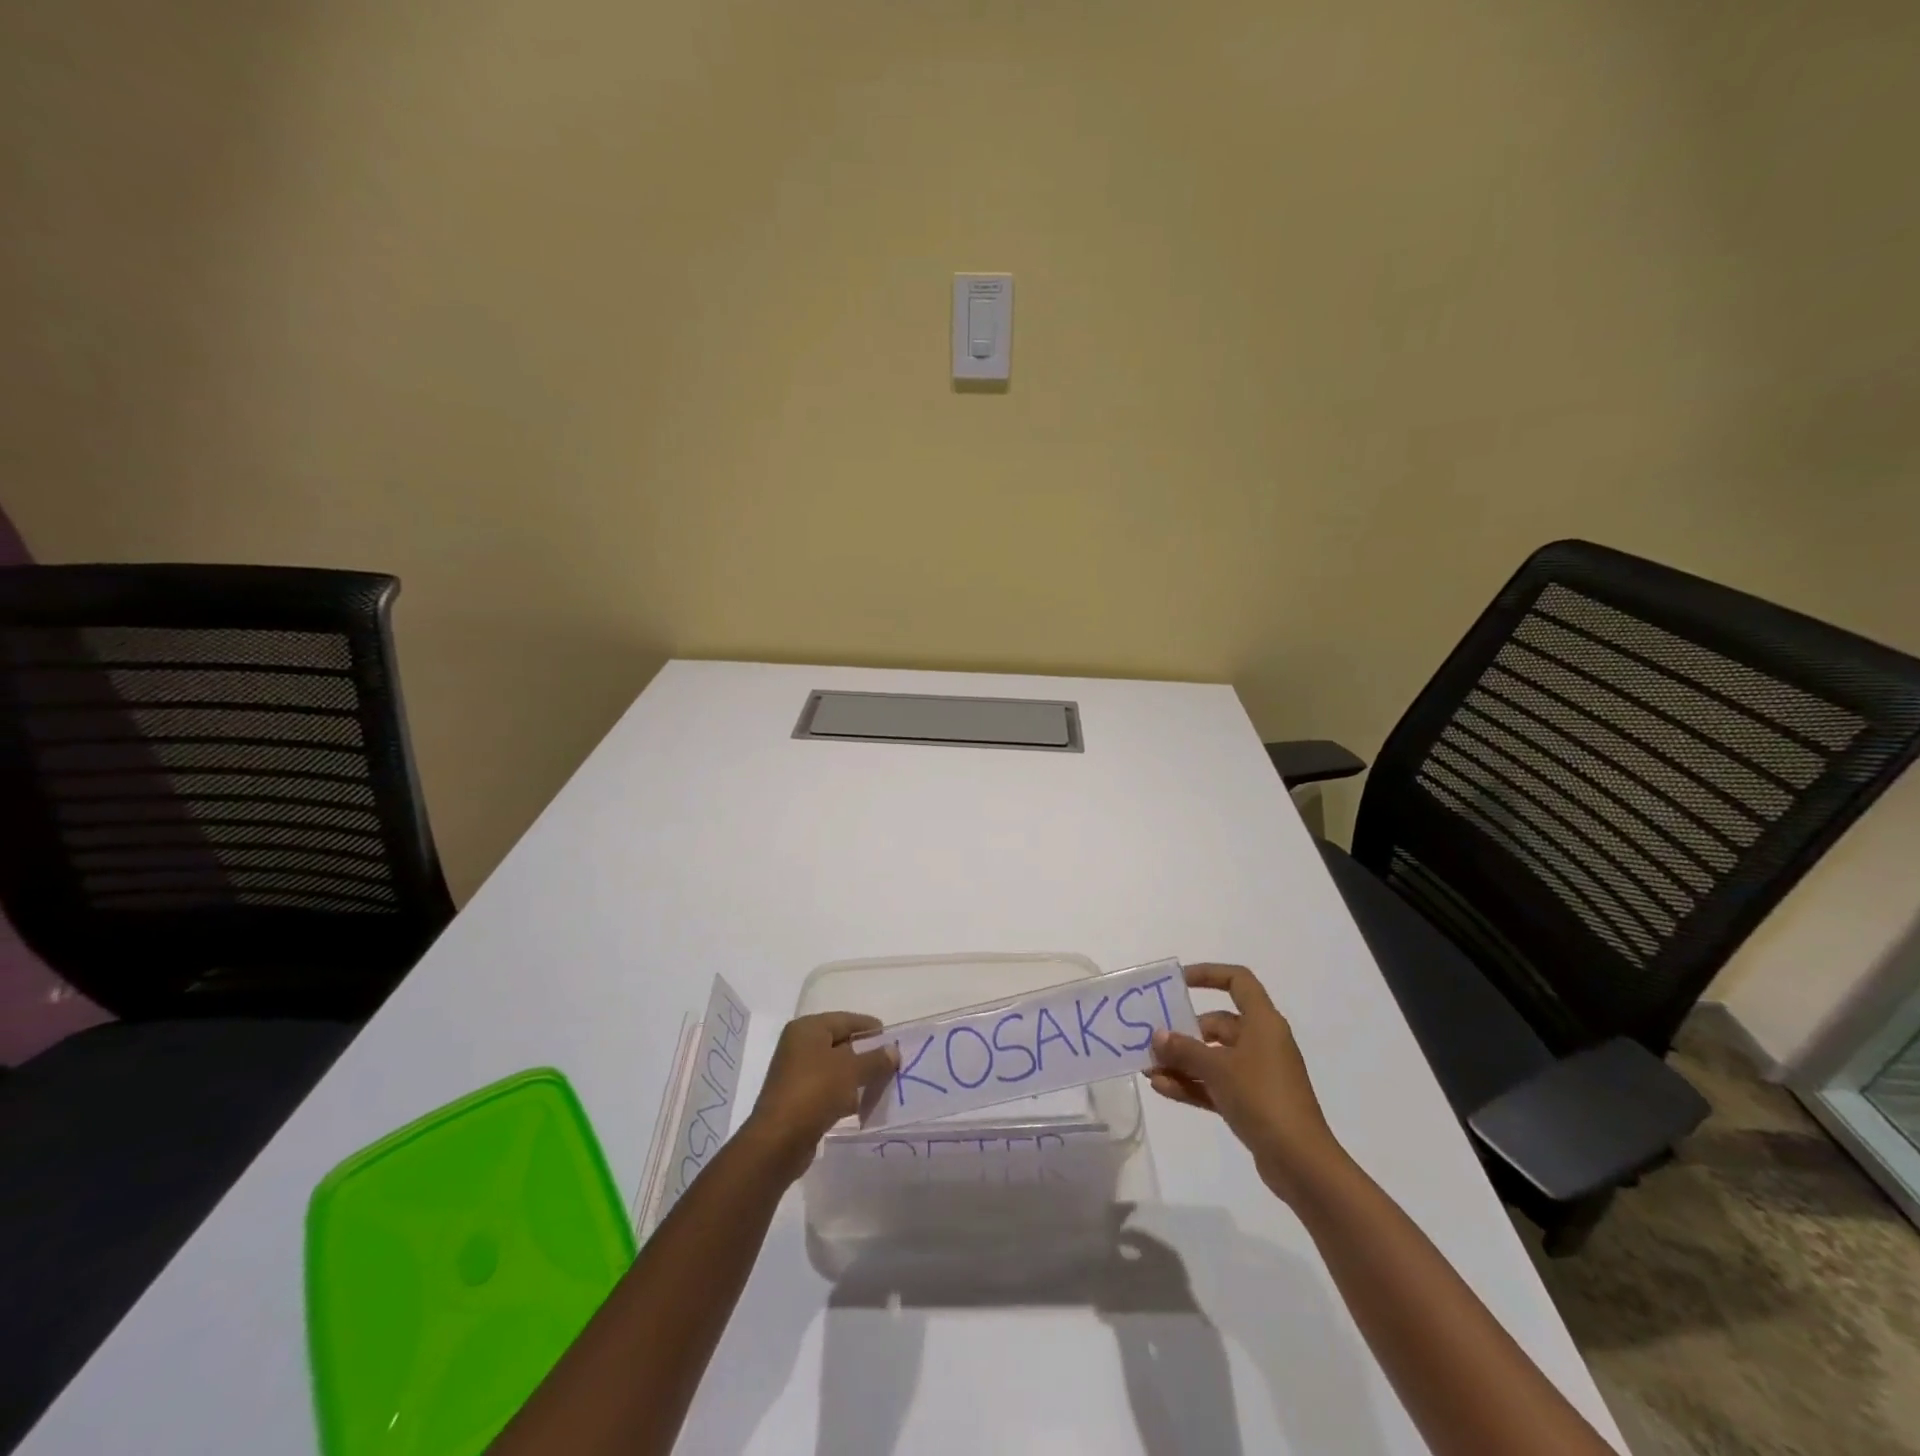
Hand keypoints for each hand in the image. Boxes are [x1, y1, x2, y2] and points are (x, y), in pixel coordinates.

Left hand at [739, 1012, 896, 1181]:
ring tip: (881, 1086)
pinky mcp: (797, 1098)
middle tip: (891, 1065)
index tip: (894, 1041)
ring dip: (857, 1076)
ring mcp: (796, 1073)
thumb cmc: (815, 1092)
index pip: (846, 1020)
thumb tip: (894, 1050)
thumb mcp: (852, 1070)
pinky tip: (859, 1106)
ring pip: (835, 1068)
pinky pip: (827, 1089)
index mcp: (808, 1028)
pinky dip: (844, 1094)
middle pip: (841, 1043)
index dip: (871, 1029)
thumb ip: (876, 1058)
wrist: (778, 1142)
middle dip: (866, 1054)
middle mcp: (799, 1046)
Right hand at [1148, 963, 1343, 1200]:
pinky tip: (1162, 1089)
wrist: (1301, 1163)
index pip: (1238, 981)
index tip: (1178, 983)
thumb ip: (1184, 1049)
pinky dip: (1192, 1084)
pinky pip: (1216, 1084)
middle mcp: (1262, 1042)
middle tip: (1152, 1039)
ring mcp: (1258, 1074)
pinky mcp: (1252, 1102)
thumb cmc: (1262, 1098)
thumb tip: (1157, 1036)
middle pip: (1218, 1023)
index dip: (1208, 974)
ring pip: (1214, 1056)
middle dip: (1183, 1031)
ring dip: (1183, 1061)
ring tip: (1148, 1068)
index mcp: (1263, 1022)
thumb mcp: (1218, 1069)